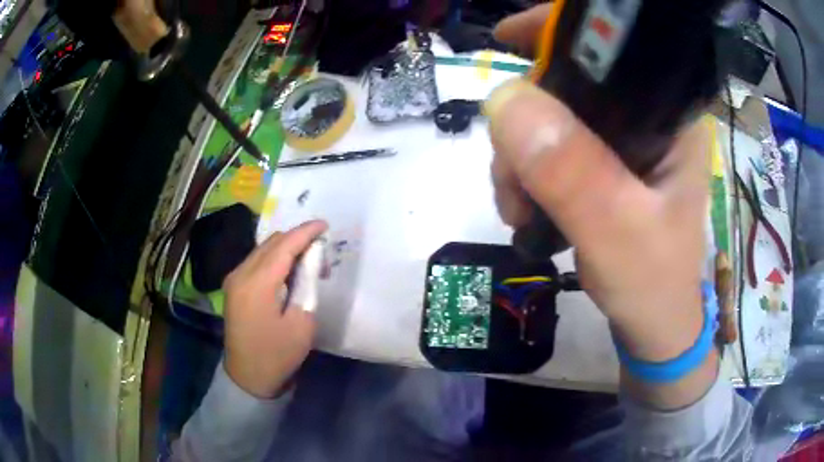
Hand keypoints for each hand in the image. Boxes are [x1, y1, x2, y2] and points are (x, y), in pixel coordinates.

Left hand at [222, 220, 327, 398]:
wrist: (248, 377)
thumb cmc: (278, 354)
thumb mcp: (301, 322)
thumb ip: (306, 284)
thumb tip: (311, 257)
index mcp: (257, 283)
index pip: (284, 246)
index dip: (306, 232)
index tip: (325, 224)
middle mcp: (240, 273)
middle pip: (272, 243)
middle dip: (297, 240)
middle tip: (321, 254)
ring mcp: (234, 279)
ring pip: (263, 250)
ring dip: (286, 249)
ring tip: (307, 264)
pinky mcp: (233, 287)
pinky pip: (256, 261)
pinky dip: (274, 259)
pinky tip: (287, 272)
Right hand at [488, 5, 715, 407]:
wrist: (653, 325)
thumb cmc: (653, 284)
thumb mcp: (617, 232)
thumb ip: (572, 172)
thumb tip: (504, 101)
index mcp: (670, 113)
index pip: (615, 44)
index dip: (561, 30)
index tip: (509, 39)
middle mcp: (648, 116)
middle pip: (570, 80)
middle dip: (525, 119)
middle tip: (511, 180)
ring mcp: (624, 140)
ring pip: (552, 114)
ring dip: (519, 154)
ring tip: (516, 207)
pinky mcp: (605, 162)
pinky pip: (550, 144)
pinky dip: (526, 169)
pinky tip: (523, 204)